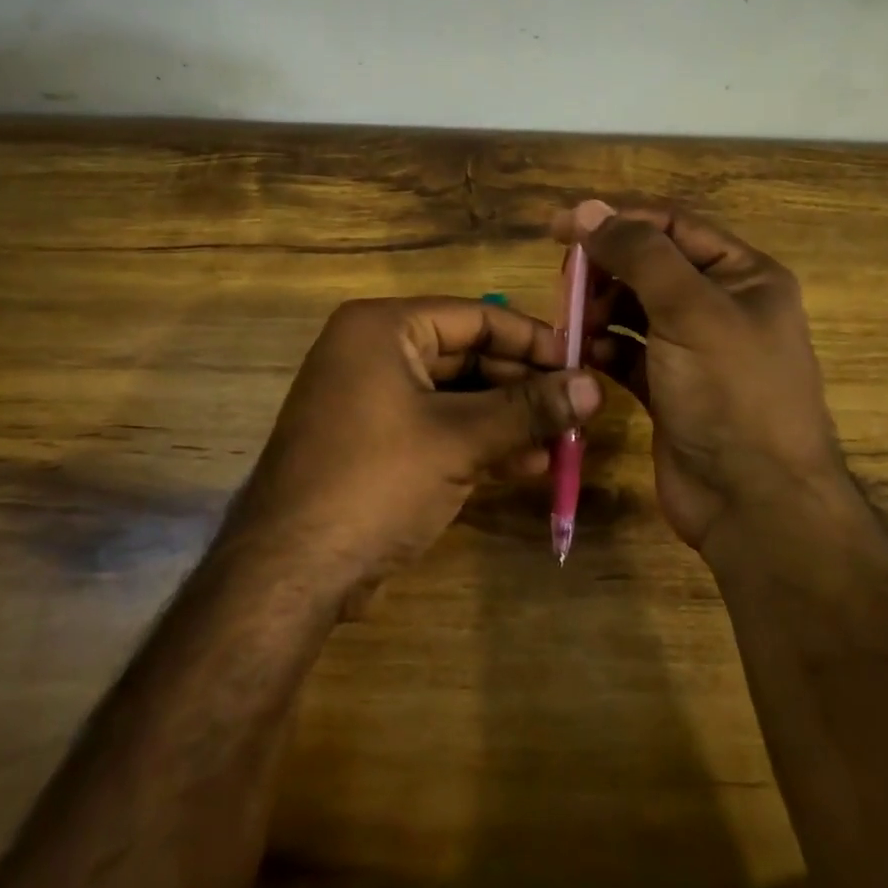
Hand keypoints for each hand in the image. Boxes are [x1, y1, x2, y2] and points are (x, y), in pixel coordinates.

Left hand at [224, 297, 602, 600]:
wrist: (291, 570)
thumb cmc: (376, 480)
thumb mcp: (460, 439)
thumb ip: (529, 408)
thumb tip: (596, 386)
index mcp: (383, 327)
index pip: (476, 316)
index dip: (533, 340)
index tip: (581, 364)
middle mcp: (374, 351)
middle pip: (467, 355)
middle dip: (523, 386)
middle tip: (577, 410)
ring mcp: (371, 398)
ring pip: (457, 396)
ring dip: (508, 419)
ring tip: (562, 443)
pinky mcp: (375, 441)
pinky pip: (438, 426)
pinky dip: (479, 442)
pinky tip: (526, 465)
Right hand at [551, 199, 855, 559]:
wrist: (754, 504)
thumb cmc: (731, 395)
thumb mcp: (690, 311)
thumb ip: (639, 254)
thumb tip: (588, 209)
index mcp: (744, 275)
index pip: (672, 226)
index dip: (616, 220)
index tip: (559, 226)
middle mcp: (721, 305)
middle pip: (649, 265)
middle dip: (605, 269)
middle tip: (565, 283)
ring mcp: (694, 349)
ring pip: (634, 308)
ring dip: (600, 309)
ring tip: (573, 324)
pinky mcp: (669, 387)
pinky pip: (628, 351)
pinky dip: (604, 347)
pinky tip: (584, 355)